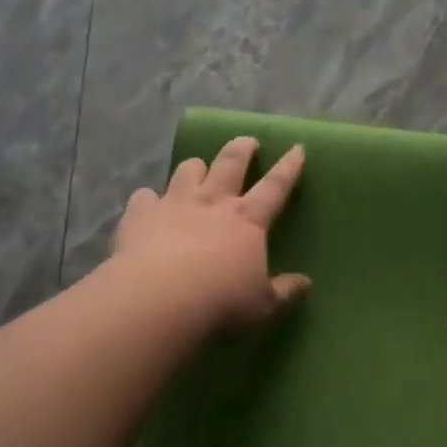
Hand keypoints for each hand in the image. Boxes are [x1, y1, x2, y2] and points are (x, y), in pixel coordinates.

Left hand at [112, 137, 309, 332]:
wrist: (158, 299)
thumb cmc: (220, 303)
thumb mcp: (262, 306)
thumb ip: (283, 292)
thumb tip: (305, 283)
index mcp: (247, 220)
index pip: (275, 186)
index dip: (288, 167)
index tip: (296, 148)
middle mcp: (213, 202)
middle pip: (231, 163)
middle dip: (242, 149)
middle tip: (248, 141)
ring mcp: (174, 203)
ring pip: (188, 170)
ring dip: (195, 167)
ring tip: (197, 169)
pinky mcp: (141, 214)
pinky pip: (144, 196)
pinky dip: (148, 199)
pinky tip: (147, 206)